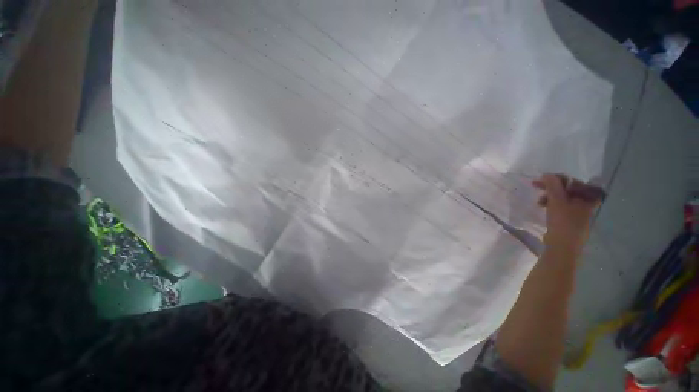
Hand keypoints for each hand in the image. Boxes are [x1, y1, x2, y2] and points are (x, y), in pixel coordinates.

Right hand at [532, 173, 600, 253]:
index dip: (559, 178)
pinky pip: (560, 206)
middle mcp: (585, 203)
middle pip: (568, 189)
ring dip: (549, 196)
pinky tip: (543, 207)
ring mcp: (578, 213)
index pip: (574, 181)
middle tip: (536, 186)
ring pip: (563, 198)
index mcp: (587, 198)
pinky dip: (551, 204)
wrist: (562, 246)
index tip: (543, 179)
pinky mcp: (569, 220)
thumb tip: (547, 174)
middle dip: (552, 187)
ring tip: (539, 201)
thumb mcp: (556, 201)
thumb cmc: (562, 221)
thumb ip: (552, 185)